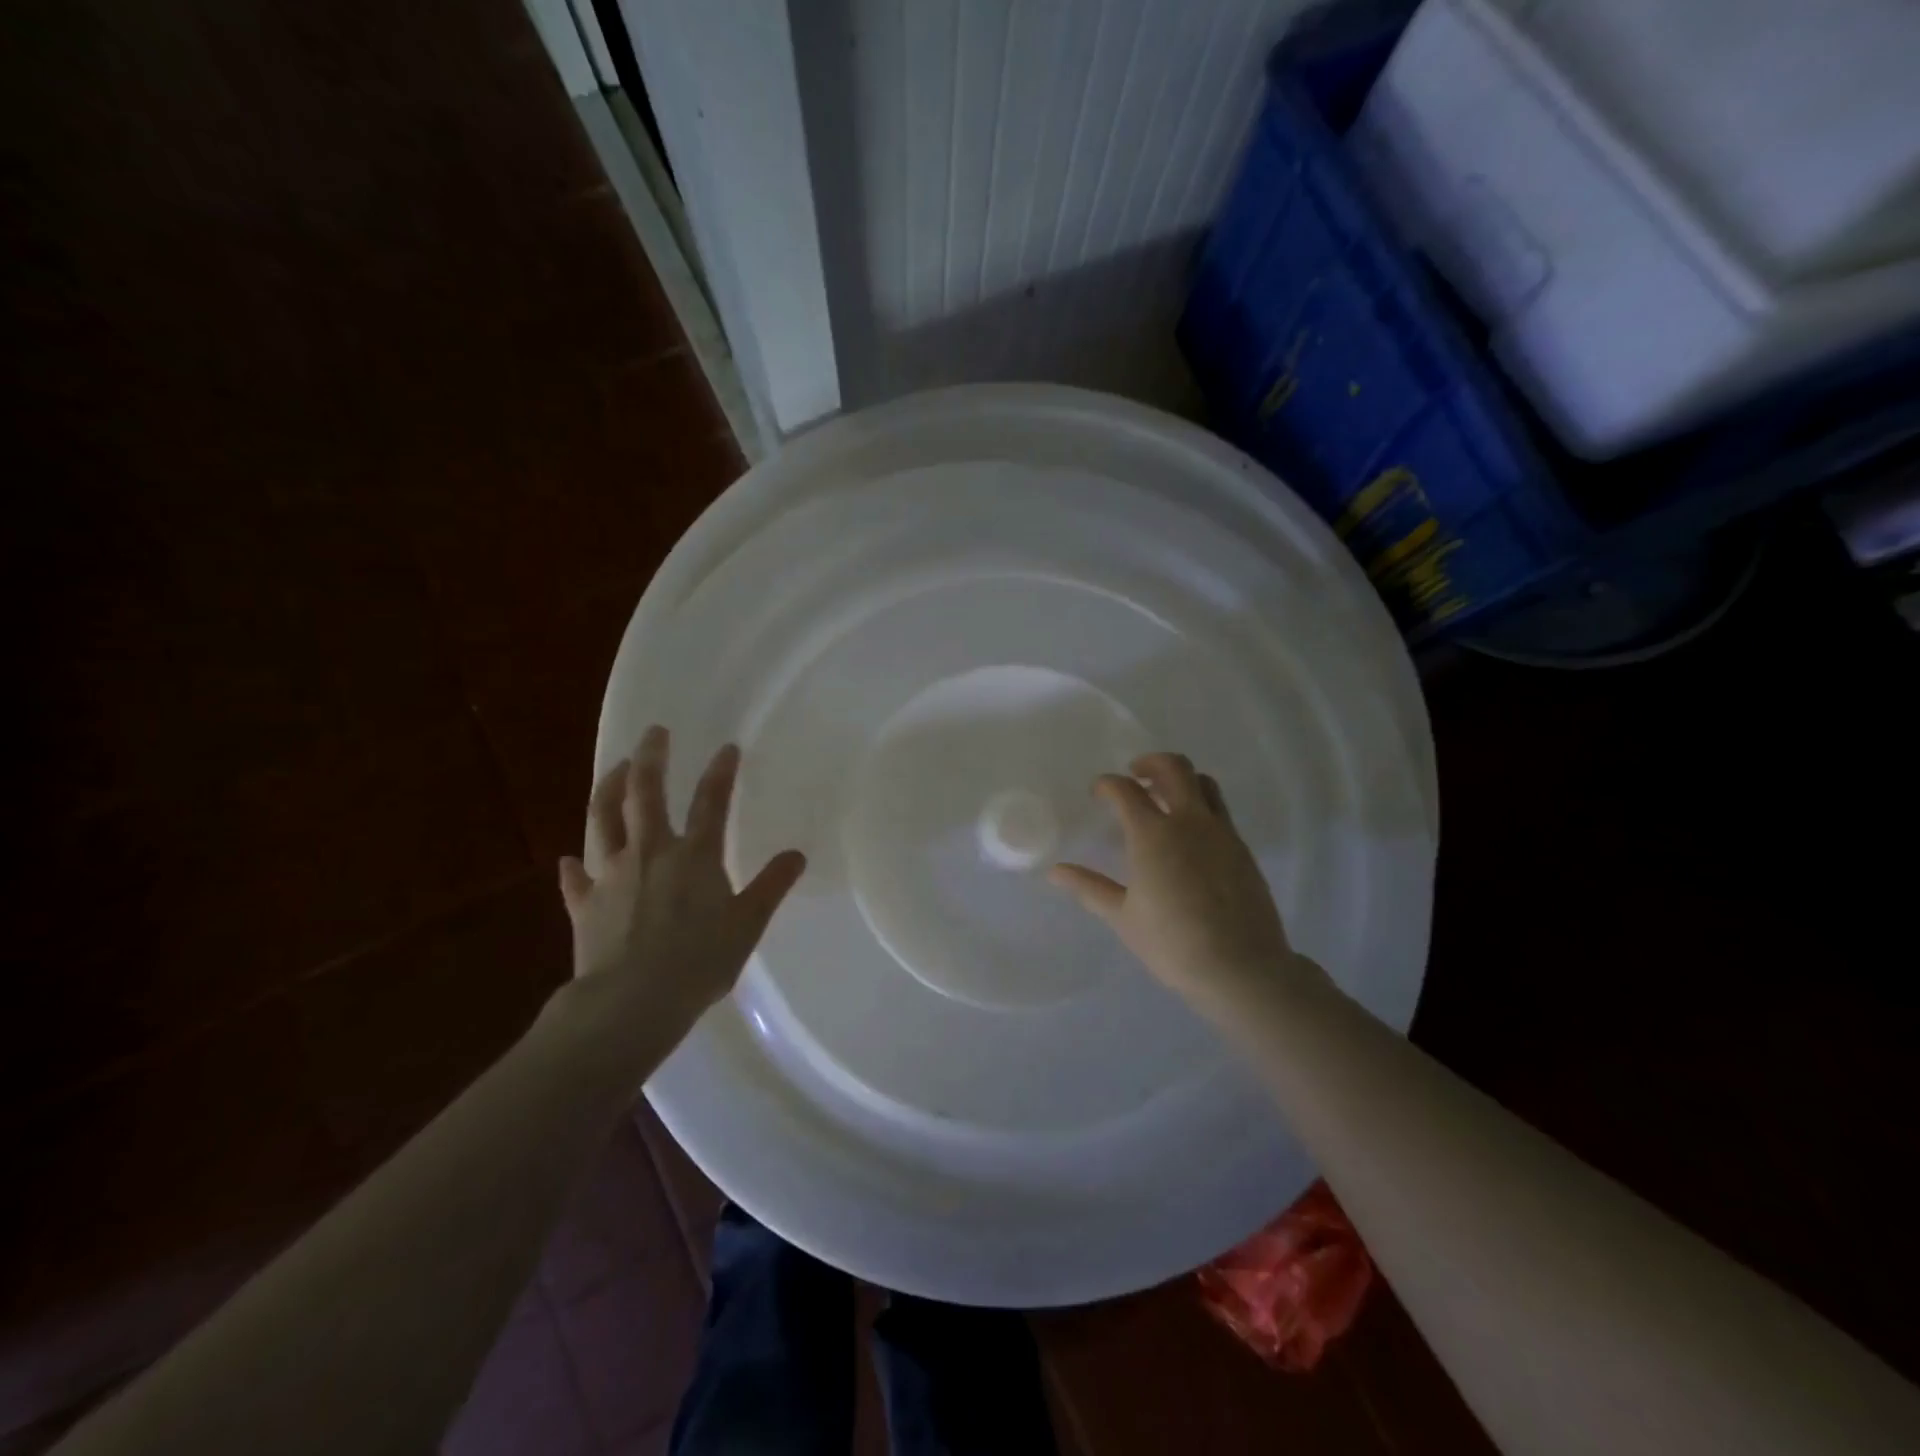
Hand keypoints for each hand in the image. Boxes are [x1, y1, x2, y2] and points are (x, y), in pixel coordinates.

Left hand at [557, 727, 806, 1030]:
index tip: (727, 748)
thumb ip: (771, 887)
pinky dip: (571, 867)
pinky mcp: (584, 905)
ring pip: (603, 821)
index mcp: (694, 856)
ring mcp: (611, 875)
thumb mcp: (747, 925)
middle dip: (651, 758)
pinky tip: (567, 859)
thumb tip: (797, 855)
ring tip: (614, 769)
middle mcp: (650, 853)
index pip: (711, 803)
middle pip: (645, 794)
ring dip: (608, 790)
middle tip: (654, 733)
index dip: (720, 773)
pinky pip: (575, 879)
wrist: (631, 1003)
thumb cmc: (698, 962)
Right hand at [1049, 752, 1327, 1013]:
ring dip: (1181, 780)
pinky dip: (1201, 806)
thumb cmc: (1172, 944)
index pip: (1125, 790)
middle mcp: (1189, 822)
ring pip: (1204, 783)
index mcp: (1152, 835)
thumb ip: (1089, 887)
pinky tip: (1190, 835)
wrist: (1241, 968)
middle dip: (1150, 762)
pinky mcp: (1242, 848)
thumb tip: (1055, 872)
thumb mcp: (1122, 917)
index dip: (1107, 784)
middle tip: (1135, 775)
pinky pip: (1220, 810)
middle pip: (1174, 767)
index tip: (1098, 792)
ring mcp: (1221, 832)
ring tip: (1164, 797)